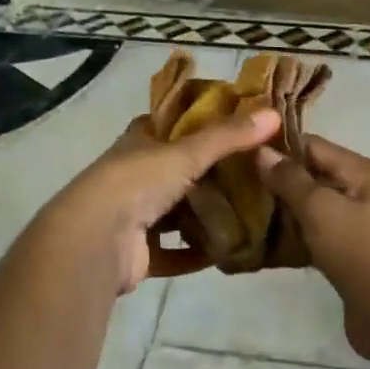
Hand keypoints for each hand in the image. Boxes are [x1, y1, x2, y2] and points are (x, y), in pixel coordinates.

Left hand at [47, 109, 280, 294]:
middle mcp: (132, 177)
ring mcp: (132, 216)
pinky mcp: (137, 253)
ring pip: (173, 212)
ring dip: (200, 215)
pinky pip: (172, 253)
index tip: (228, 123)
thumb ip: (229, 136)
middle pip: (172, 170)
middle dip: (205, 172)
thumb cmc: (137, 182)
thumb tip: (274, 114)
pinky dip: (194, 254)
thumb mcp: (187, 152)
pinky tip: (224, 252)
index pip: (165, 124)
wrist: (95, 240)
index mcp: (137, 144)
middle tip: (248, 172)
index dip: (192, 121)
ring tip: (244, 212)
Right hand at [256, 135, 369, 358]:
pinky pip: (320, 231)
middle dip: (281, 180)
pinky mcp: (353, 251)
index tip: (243, 158)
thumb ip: (290, 179)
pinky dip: (299, 232)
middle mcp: (366, 191)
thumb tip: (262, 151)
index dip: (280, 149)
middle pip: (316, 174)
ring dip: (287, 208)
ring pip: (316, 205)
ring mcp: (361, 223)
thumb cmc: (358, 251)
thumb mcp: (319, 208)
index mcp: (365, 171)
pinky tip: (271, 240)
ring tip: (249, 212)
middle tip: (241, 188)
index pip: (315, 146)